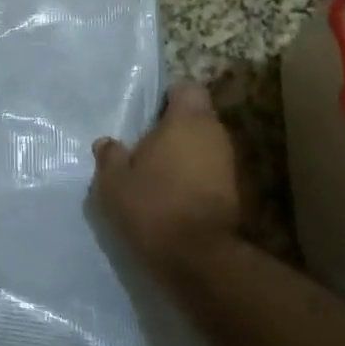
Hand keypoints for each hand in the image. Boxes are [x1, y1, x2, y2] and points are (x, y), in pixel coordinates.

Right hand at [93, 81, 240, 272]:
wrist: (198, 258)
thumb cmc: (152, 206)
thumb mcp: (114, 182)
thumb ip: (110, 156)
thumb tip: (107, 143)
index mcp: (187, 120)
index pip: (187, 87)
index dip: (169, 96)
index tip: (149, 114)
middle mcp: (215, 134)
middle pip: (198, 116)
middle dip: (176, 127)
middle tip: (147, 146)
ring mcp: (231, 163)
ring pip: (206, 145)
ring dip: (187, 154)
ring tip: (159, 174)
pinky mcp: (237, 192)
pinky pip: (213, 171)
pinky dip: (197, 177)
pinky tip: (175, 196)